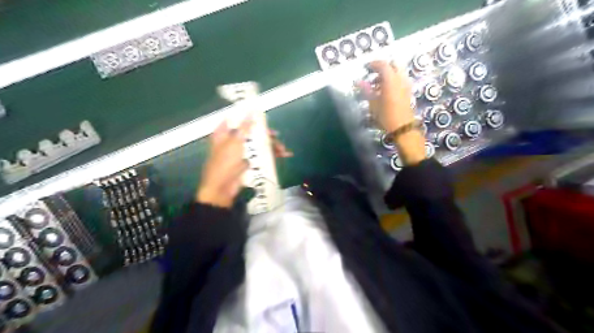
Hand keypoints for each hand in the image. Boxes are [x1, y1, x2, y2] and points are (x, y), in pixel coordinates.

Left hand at [197, 117, 291, 207]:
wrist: (223, 188)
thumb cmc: (224, 163)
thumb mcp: (234, 143)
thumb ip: (244, 128)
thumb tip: (251, 112)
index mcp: (224, 134)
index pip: (236, 120)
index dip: (248, 116)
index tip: (261, 114)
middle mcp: (233, 141)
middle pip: (252, 133)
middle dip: (266, 134)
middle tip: (276, 136)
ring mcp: (242, 152)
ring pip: (259, 144)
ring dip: (271, 146)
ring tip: (283, 150)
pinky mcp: (250, 162)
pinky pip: (262, 155)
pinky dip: (272, 155)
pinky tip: (284, 155)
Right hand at [367, 60, 426, 165]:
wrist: (403, 128)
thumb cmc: (386, 116)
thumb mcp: (373, 103)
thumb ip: (366, 90)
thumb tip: (358, 81)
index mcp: (391, 80)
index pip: (382, 64)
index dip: (373, 64)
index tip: (365, 68)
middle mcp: (400, 79)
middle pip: (393, 65)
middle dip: (382, 67)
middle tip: (372, 74)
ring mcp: (406, 84)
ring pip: (397, 72)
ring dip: (387, 74)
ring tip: (376, 84)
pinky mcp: (408, 91)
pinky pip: (400, 79)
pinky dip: (392, 80)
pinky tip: (384, 90)